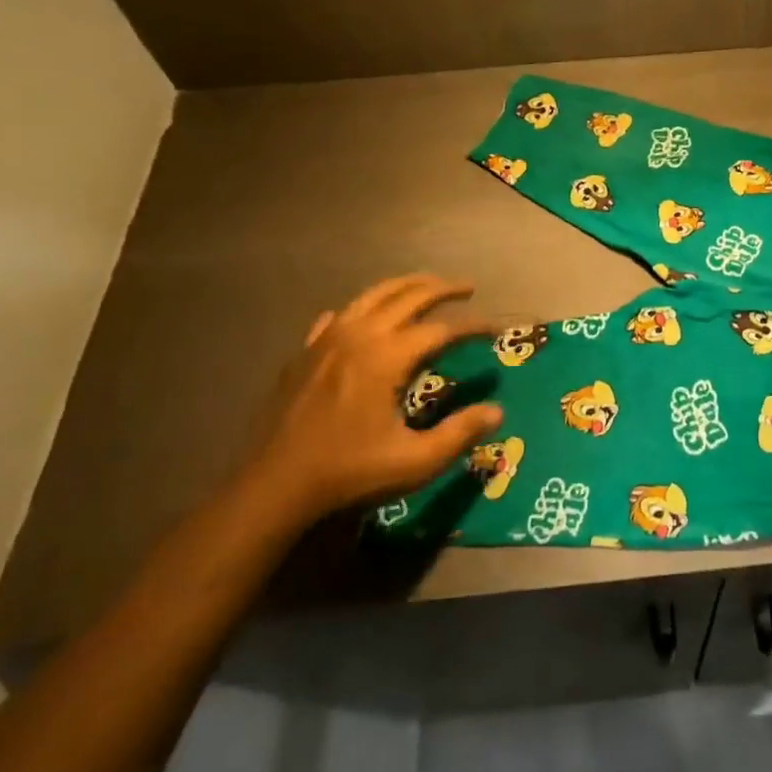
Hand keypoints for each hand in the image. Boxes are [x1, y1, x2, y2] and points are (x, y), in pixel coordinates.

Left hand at [240, 273, 500, 525]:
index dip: (473, 327)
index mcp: (387, 357)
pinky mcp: (304, 354)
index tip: (497, 330)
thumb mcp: (416, 461)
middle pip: (408, 297)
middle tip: (468, 288)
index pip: (441, 329)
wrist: (274, 486)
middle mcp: (358, 336)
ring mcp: (326, 341)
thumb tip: (497, 411)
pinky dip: (360, 309)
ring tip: (426, 285)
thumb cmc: (350, 473)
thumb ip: (460, 432)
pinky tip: (365, 317)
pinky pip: (337, 317)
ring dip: (404, 286)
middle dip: (443, 289)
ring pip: (371, 296)